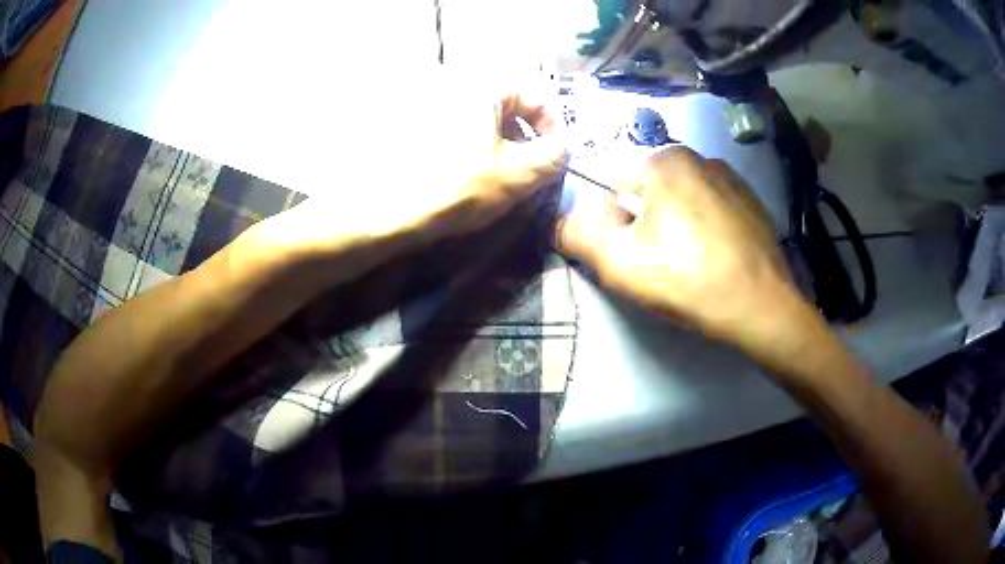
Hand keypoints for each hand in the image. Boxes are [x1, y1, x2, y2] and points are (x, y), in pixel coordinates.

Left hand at [253, 80, 566, 275]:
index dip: (554, 125)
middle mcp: (453, 84)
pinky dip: (470, 146)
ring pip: (479, 117)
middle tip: (529, 170)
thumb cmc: (453, 188)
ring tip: (499, 178)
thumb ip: (552, 157)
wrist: (379, 212)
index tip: (556, 157)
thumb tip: (563, 147)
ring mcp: (427, 103)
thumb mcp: (515, 176)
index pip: (536, 93)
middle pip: (506, 103)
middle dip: (525, 136)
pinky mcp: (409, 124)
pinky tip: (466, 175)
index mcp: (483, 85)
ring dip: (499, 143)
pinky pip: (453, 127)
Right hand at [557, 146, 812, 363]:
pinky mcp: (749, 197)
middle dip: (644, 220)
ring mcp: (728, 175)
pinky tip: (714, 255)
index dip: (611, 220)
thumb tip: (561, 219)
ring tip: (690, 261)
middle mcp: (696, 154)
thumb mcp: (621, 265)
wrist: (762, 307)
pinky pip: (709, 203)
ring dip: (675, 221)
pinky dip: (704, 223)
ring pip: (680, 195)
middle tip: (659, 262)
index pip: (610, 182)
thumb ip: (579, 235)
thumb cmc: (689, 282)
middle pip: (647, 188)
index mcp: (662, 161)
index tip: (631, 253)